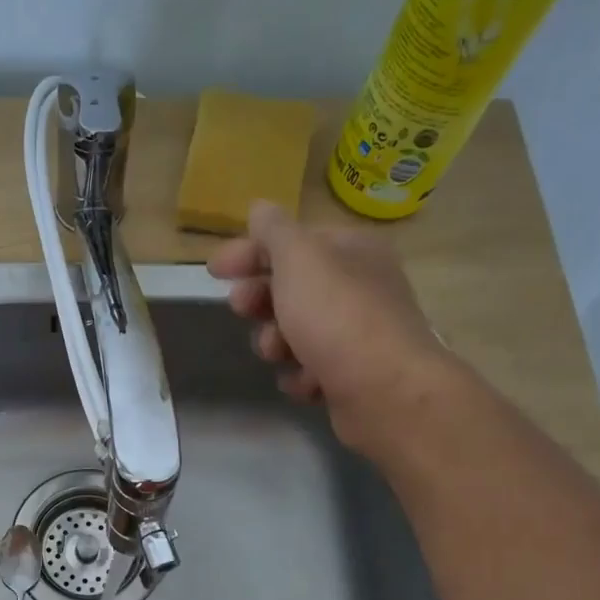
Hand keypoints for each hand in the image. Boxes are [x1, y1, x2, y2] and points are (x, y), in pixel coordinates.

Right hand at [208, 200, 450, 452]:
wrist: (385, 391)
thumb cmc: (336, 315)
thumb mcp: (298, 258)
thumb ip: (274, 231)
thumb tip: (261, 208)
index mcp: (351, 250)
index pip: (291, 242)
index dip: (250, 252)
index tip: (214, 271)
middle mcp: (359, 286)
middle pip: (291, 288)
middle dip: (261, 301)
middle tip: (244, 309)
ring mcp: (358, 333)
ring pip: (296, 332)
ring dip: (276, 342)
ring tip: (279, 352)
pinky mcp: (353, 375)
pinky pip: (311, 369)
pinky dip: (302, 374)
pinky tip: (307, 380)